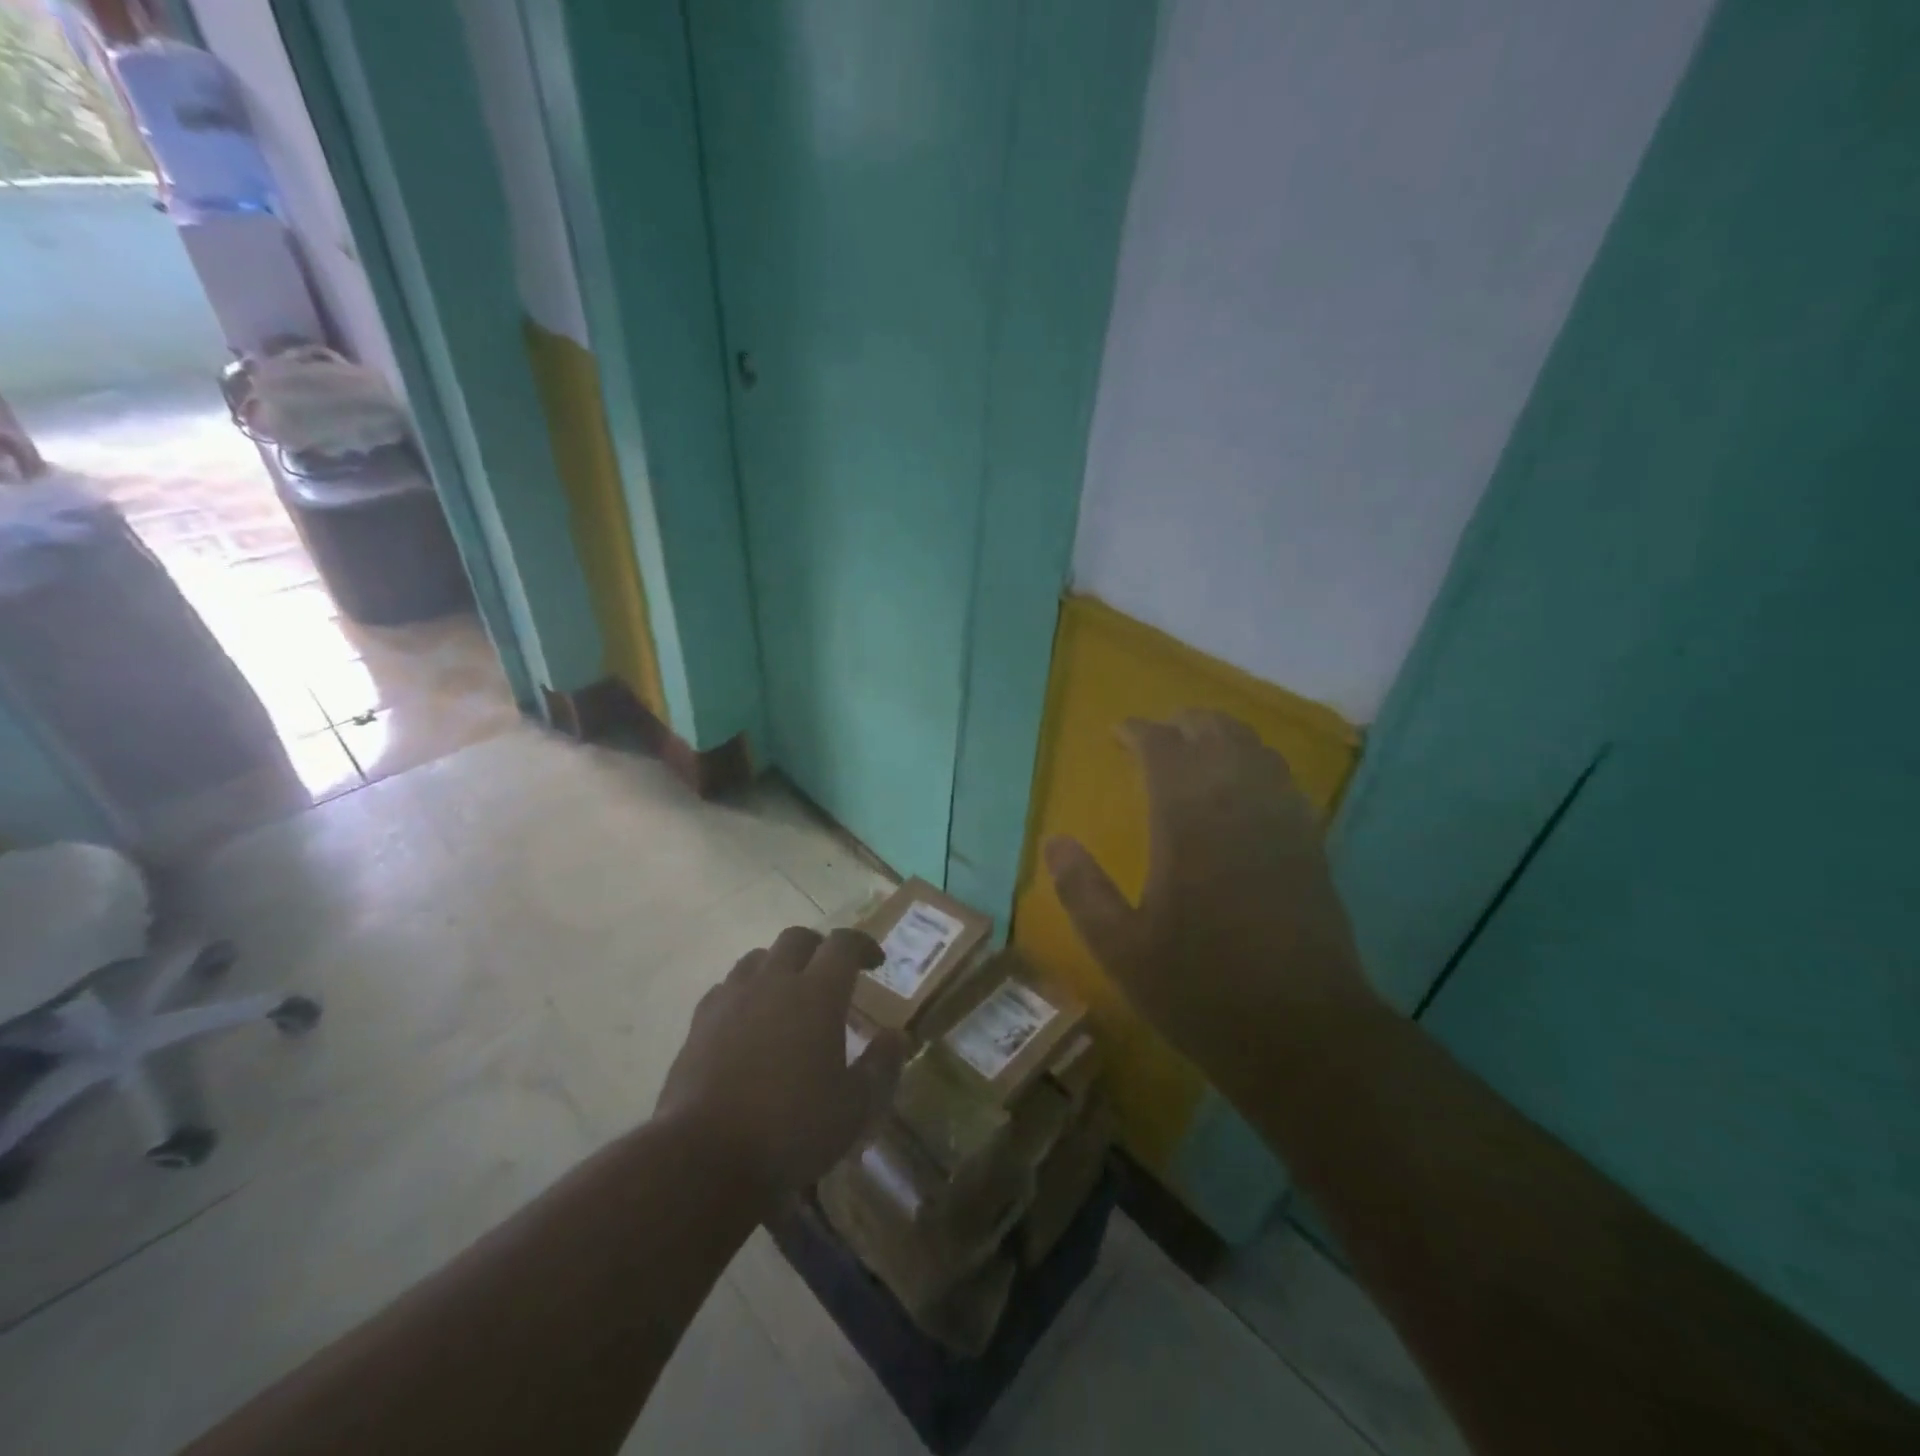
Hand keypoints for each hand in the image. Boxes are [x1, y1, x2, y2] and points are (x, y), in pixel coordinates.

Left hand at [656, 926, 906, 1209]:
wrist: (703, 1156)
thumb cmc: (791, 1129)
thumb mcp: (854, 1108)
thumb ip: (881, 1066)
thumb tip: (896, 1036)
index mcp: (818, 993)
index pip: (843, 944)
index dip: (862, 944)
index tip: (875, 961)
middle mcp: (774, 981)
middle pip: (797, 938)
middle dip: (819, 947)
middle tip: (832, 973)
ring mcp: (732, 998)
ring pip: (758, 957)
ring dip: (779, 965)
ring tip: (788, 994)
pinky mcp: (699, 1022)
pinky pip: (727, 987)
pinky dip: (745, 991)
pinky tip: (748, 1019)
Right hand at [1044, 711, 1377, 1093]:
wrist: (1304, 1033)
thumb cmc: (1201, 990)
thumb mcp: (1121, 948)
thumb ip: (1082, 889)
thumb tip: (1055, 841)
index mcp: (1187, 820)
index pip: (1162, 747)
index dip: (1137, 731)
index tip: (1117, 734)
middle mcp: (1238, 803)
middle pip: (1215, 731)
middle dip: (1182, 724)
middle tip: (1155, 738)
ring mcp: (1281, 820)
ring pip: (1254, 747)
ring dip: (1221, 736)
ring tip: (1196, 750)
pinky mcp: (1310, 843)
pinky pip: (1282, 778)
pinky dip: (1256, 763)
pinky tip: (1244, 786)